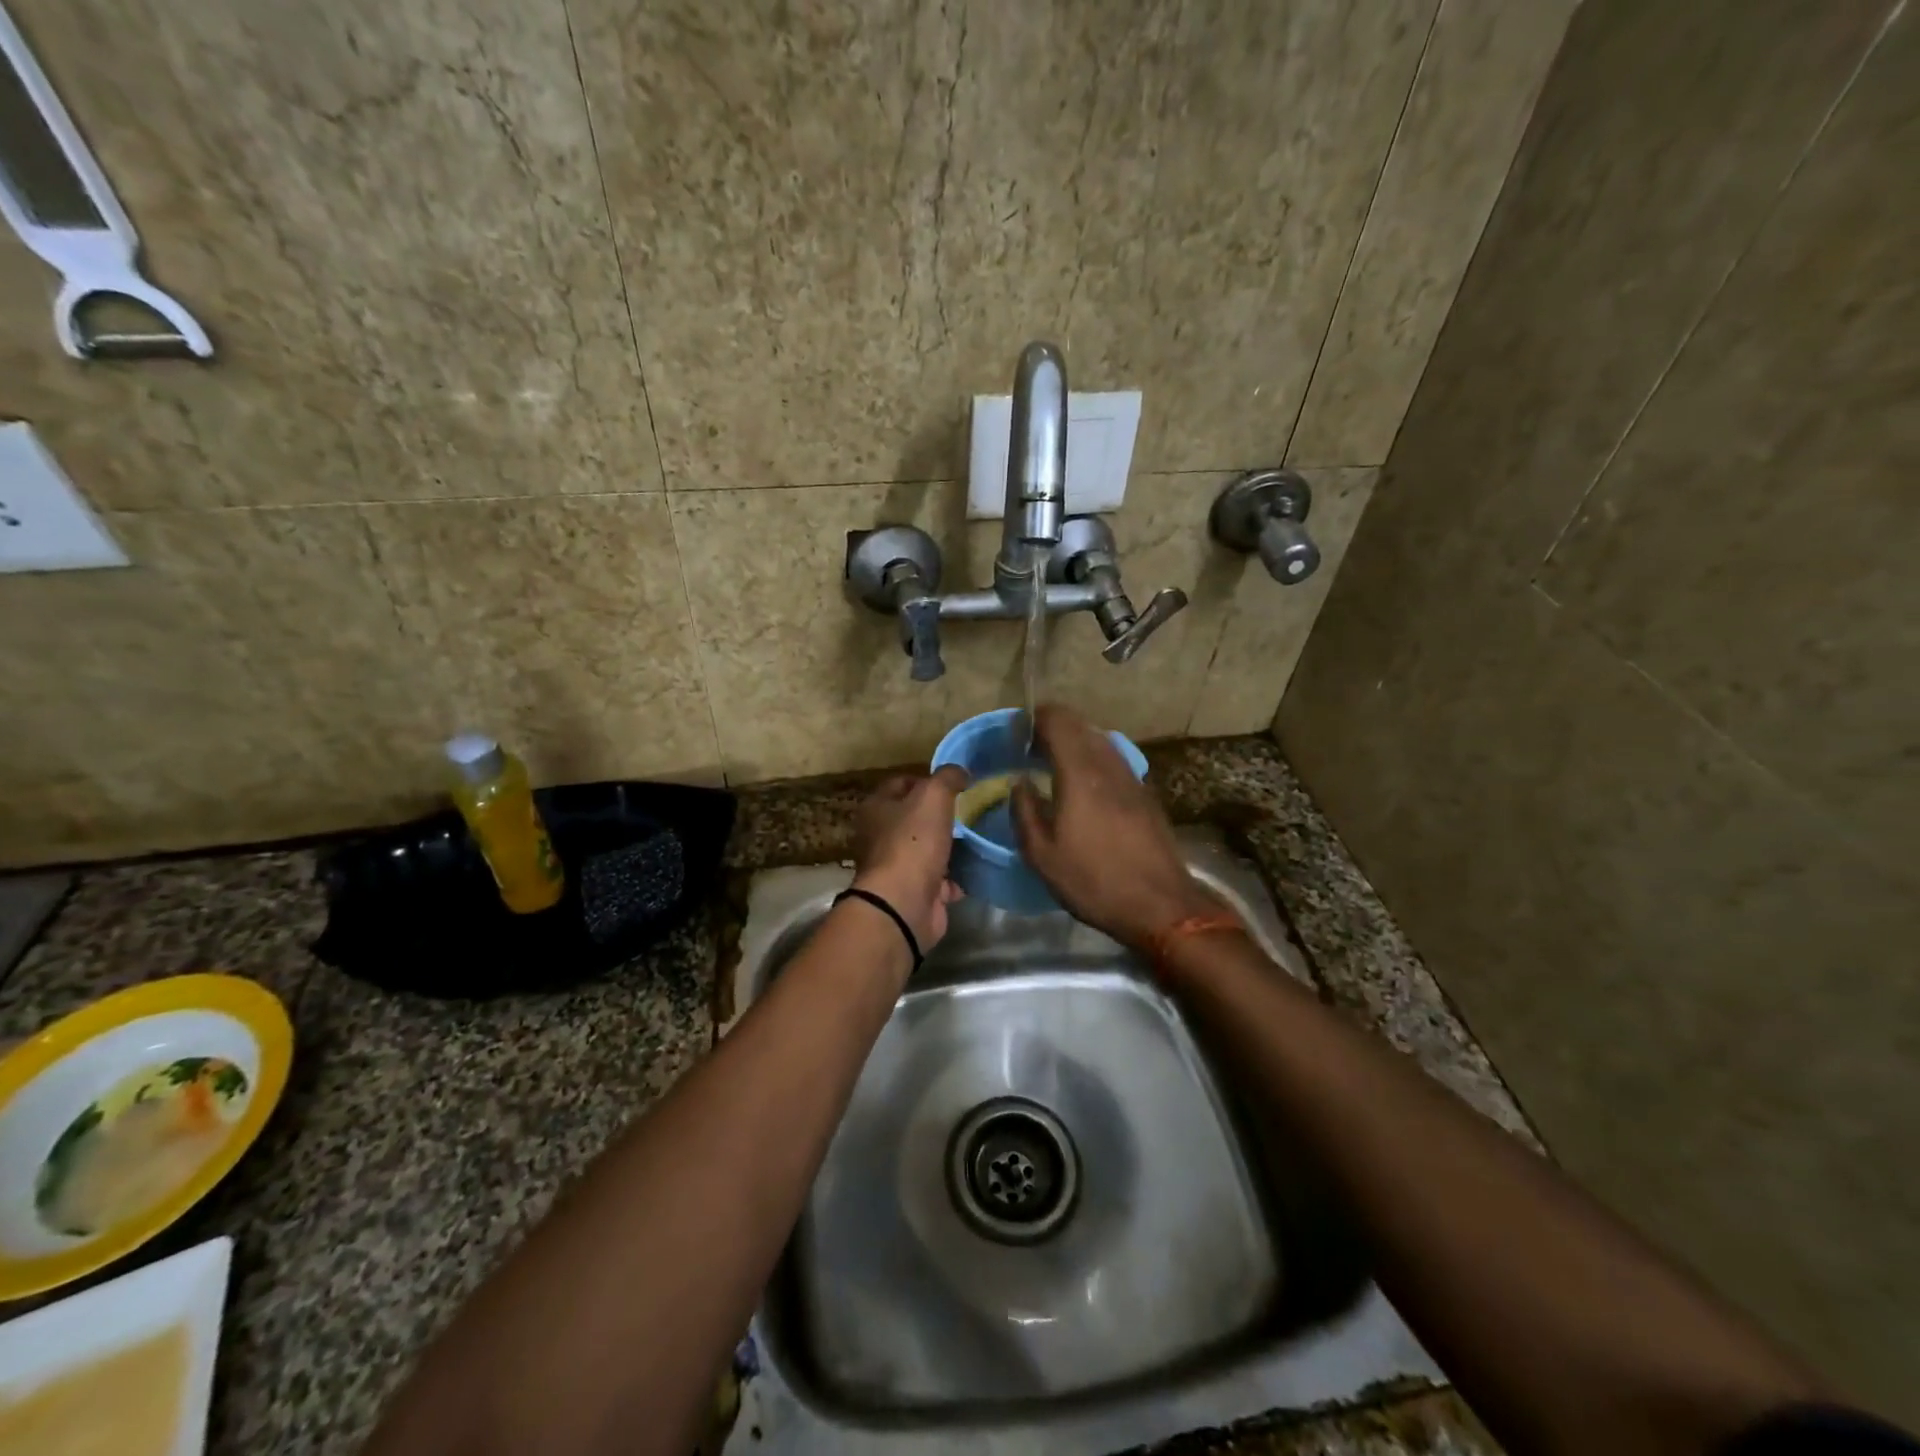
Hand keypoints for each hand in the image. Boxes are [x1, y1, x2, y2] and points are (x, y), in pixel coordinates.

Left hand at [850, 767, 969, 950]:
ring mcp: (897, 867)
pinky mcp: (915, 894)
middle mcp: (881, 836)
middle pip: (916, 818)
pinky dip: (956, 878)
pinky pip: (940, 880)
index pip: (901, 783)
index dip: (927, 780)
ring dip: (952, 847)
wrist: (904, 904)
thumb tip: (959, 772)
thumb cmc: (913, 842)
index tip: (956, 784)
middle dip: (942, 815)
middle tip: (972, 810)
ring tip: (980, 836)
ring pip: (929, 850)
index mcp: (876, 808)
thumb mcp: (933, 796)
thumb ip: (947, 778)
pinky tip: (976, 869)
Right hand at [1012, 705, 1218, 949]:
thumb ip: (1024, 811)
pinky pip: (1114, 761)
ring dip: (1075, 743)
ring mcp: (1132, 778)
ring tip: (1054, 766)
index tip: (1017, 732)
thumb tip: (1019, 782)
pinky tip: (1084, 788)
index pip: (1058, 720)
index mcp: (1080, 773)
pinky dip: (1094, 760)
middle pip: (1080, 726)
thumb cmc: (1094, 881)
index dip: (1035, 718)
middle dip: (1053, 728)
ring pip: (1100, 741)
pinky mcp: (1145, 794)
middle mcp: (1109, 765)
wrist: (1160, 905)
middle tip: (1030, 749)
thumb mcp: (1042, 855)